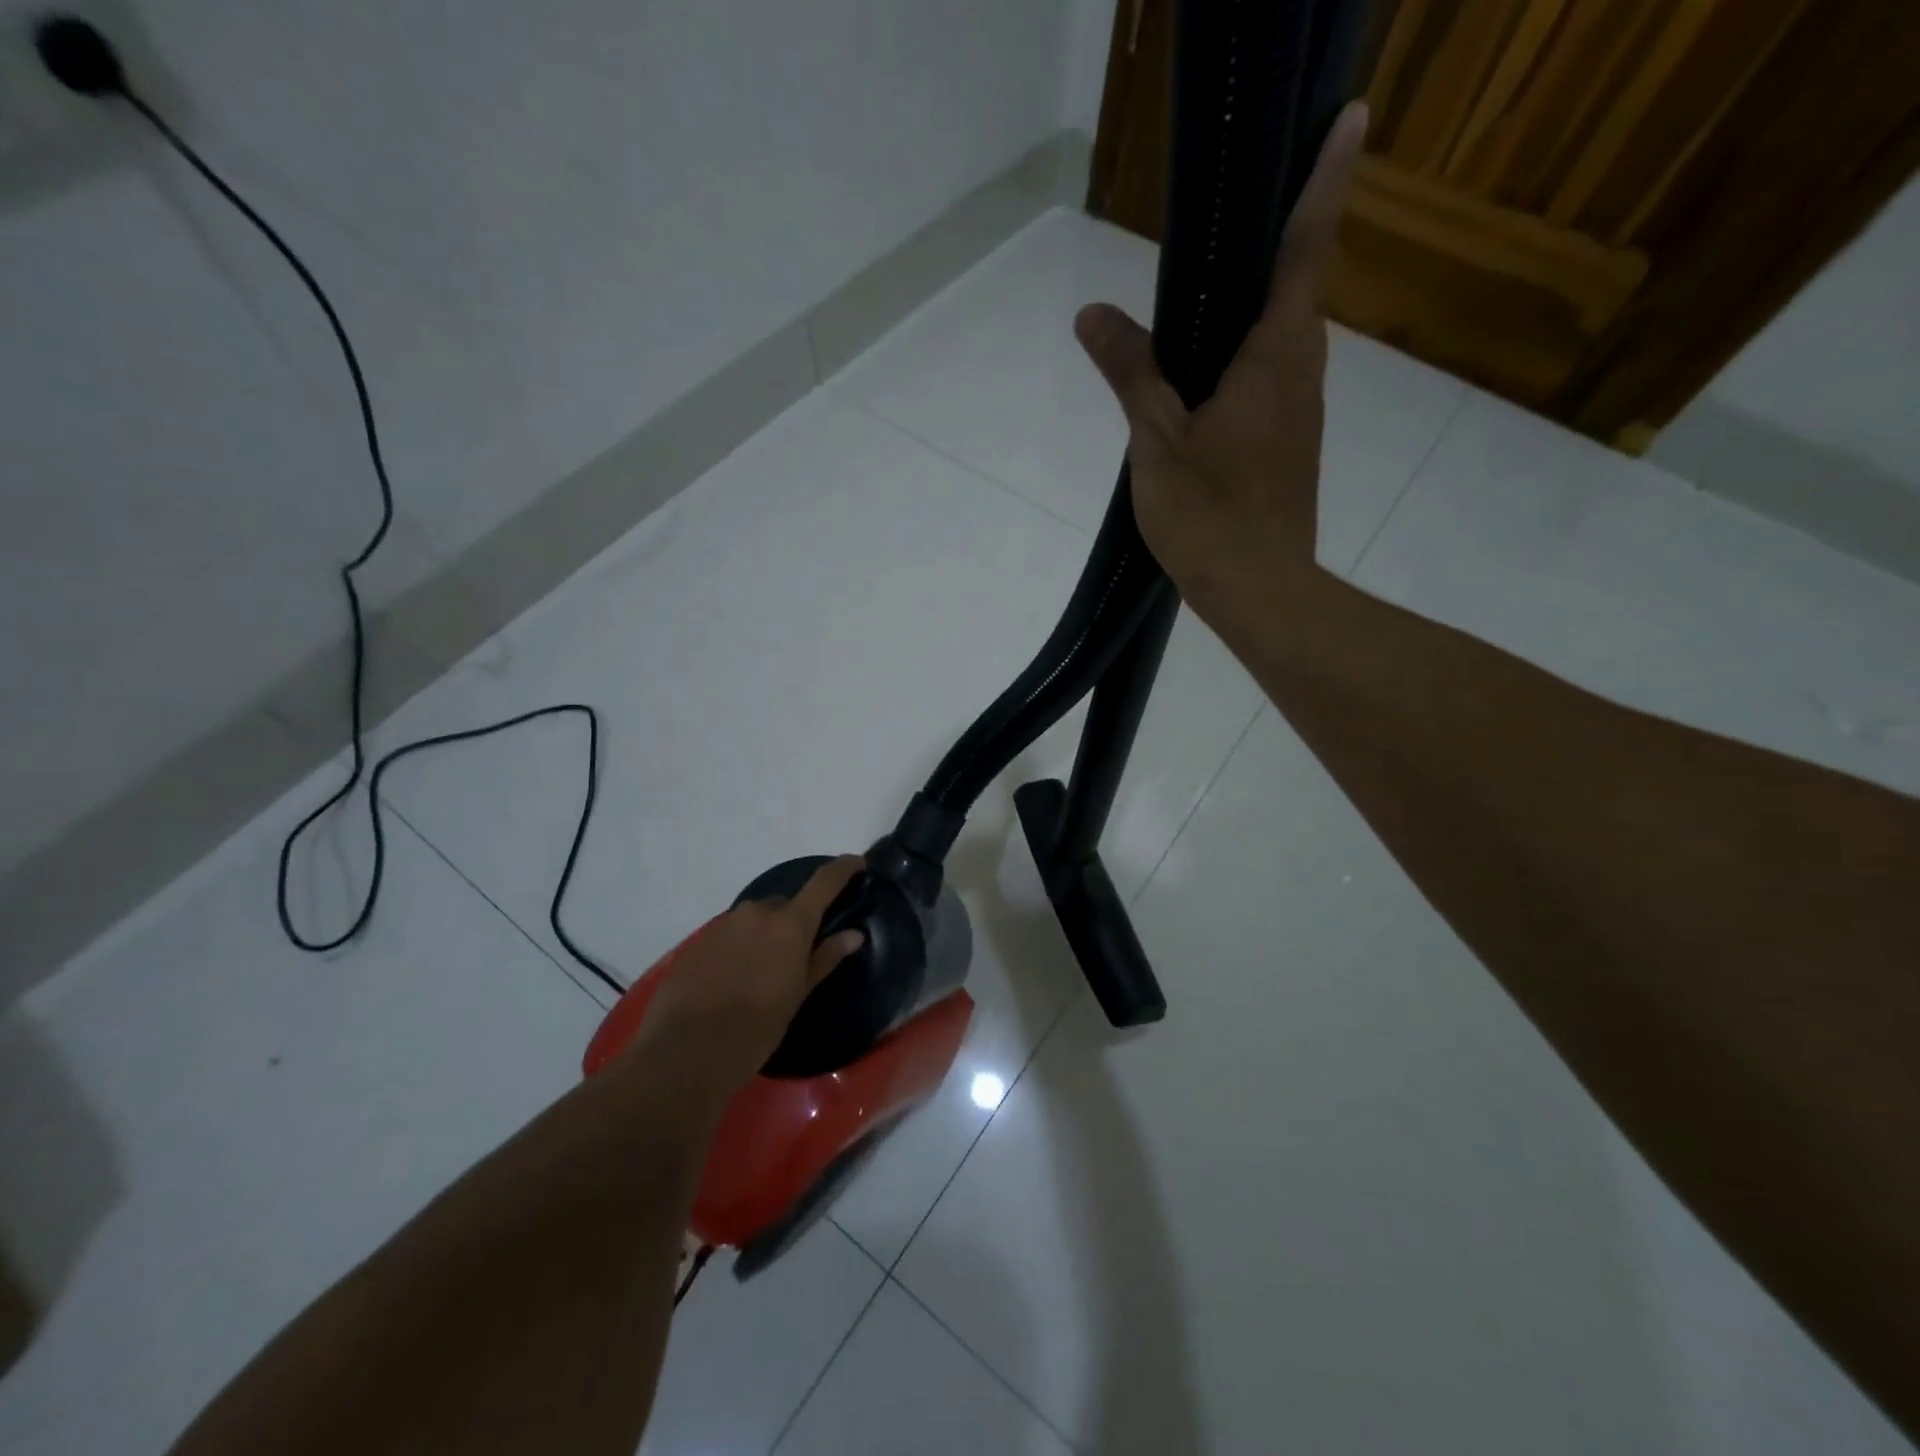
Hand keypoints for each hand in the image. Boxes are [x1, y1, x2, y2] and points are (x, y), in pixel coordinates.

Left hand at [631, 855, 867, 1095]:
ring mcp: (725, 924)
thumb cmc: (755, 1028)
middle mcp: (757, 913)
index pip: (824, 882)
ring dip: (766, 934)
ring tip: (765, 971)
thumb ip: (825, 958)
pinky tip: (736, 978)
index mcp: (790, 924)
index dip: (843, 868)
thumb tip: (853, 935)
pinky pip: (732, 933)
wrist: (685, 1051)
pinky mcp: (699, 941)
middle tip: (800, 954)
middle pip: (786, 904)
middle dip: (796, 921)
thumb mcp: (797, 996)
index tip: (857, 863)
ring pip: (757, 919)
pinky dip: (742, 946)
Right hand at [1074, 102, 1367, 621]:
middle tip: (1246, 197)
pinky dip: (1243, 355)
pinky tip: (1204, 369)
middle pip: (1294, 288)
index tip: (1347, 116)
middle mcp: (1300, 373)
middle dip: (1281, 236)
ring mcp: (1299, 412)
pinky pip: (1268, 378)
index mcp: (1274, 357)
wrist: (1260, 592)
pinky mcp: (1288, 445)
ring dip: (1254, 303)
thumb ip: (1131, 374)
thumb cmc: (1211, 515)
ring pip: (1278, 338)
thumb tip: (1094, 314)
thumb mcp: (1157, 442)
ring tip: (1210, 281)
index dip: (1323, 181)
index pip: (1303, 250)